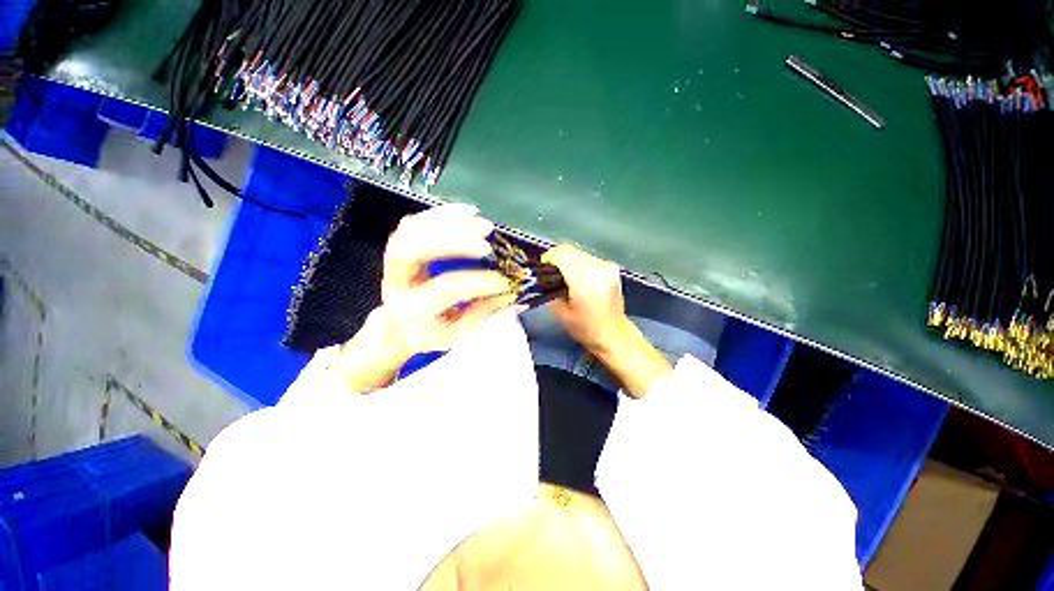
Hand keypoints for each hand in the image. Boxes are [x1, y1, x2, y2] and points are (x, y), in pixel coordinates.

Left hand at [379, 204, 515, 357]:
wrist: (398, 325)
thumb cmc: (430, 333)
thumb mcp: (457, 334)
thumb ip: (482, 312)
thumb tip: (510, 291)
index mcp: (411, 309)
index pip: (445, 289)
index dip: (478, 282)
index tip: (504, 281)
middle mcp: (395, 282)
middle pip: (413, 251)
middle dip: (453, 243)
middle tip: (485, 244)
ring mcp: (393, 261)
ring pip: (411, 231)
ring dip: (448, 221)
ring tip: (480, 221)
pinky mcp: (400, 246)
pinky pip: (415, 223)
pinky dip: (441, 214)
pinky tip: (466, 212)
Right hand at [540, 244, 631, 353]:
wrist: (614, 334)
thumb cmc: (584, 328)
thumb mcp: (560, 312)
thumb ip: (551, 289)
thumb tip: (545, 275)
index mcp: (584, 280)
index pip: (561, 255)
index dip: (548, 258)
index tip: (542, 268)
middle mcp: (597, 268)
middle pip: (569, 250)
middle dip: (557, 258)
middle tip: (551, 273)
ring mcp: (606, 266)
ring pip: (579, 252)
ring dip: (568, 259)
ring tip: (564, 275)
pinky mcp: (611, 267)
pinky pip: (588, 257)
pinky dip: (579, 263)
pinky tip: (578, 277)